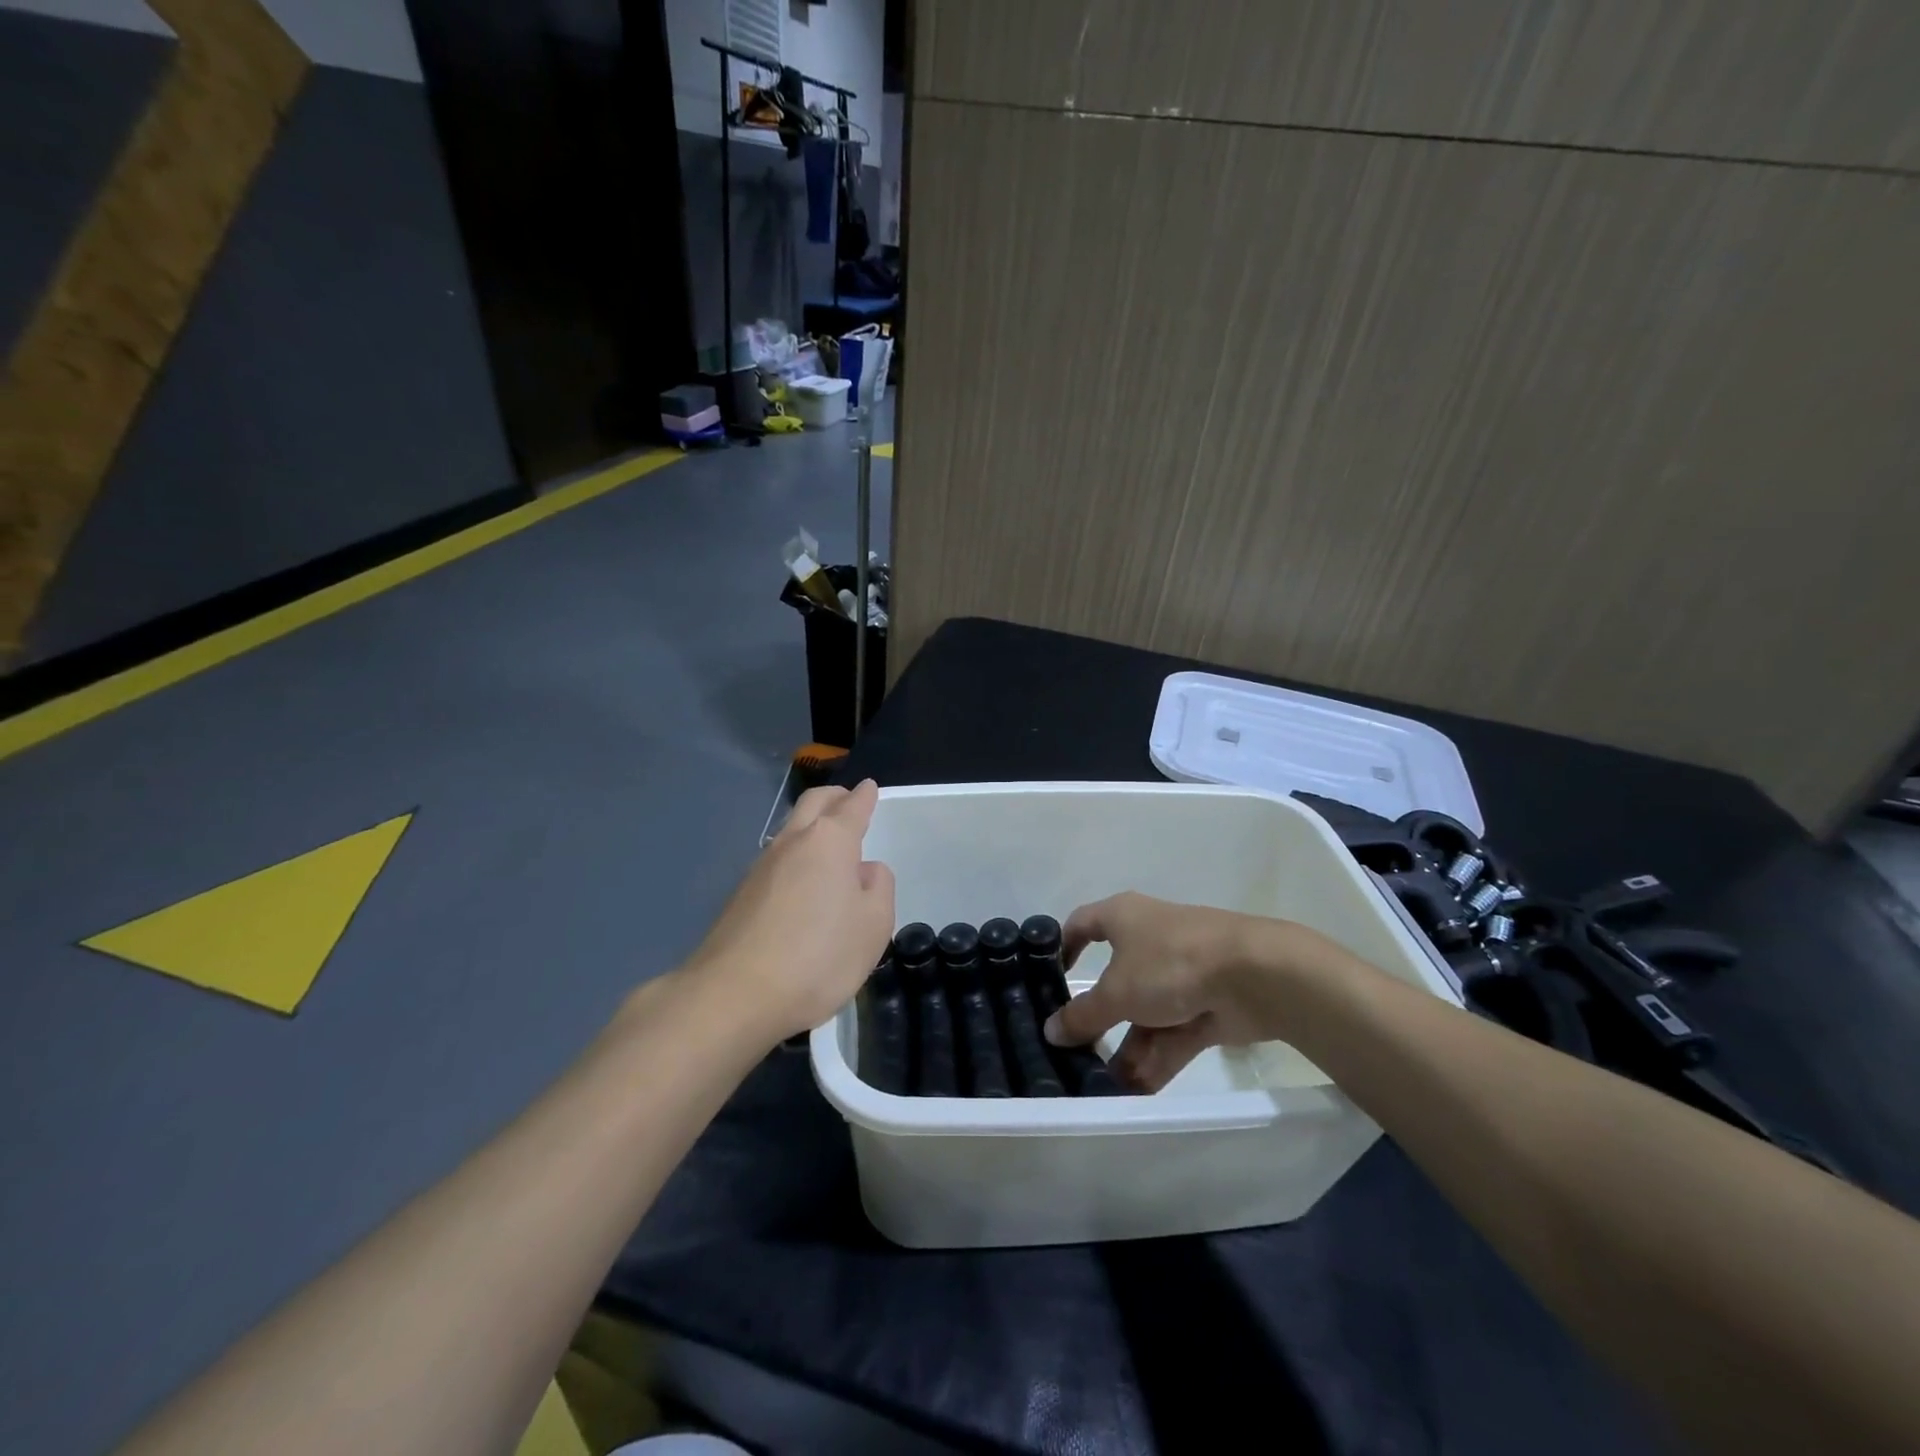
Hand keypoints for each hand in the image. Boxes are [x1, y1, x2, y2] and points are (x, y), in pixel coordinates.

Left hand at [686, 780, 895, 1045]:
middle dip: (835, 797)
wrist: (734, 995)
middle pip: (813, 803)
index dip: (865, 796)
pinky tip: (803, 880)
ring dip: (812, 825)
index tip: (870, 787)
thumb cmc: (818, 957)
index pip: (852, 807)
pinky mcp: (741, 895)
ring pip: (791, 829)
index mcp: (829, 841)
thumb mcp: (873, 926)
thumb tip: (864, 870)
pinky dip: (796, 855)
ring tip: (830, 841)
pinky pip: (777, 859)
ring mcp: (761, 867)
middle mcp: (792, 842)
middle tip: (850, 800)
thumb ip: (878, 888)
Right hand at [1043, 892, 1332, 1090]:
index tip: (1046, 979)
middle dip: (1097, 1019)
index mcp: (1123, 918)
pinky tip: (1135, 1094)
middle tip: (1073, 1051)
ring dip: (1127, 1049)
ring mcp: (1180, 974)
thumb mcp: (1117, 991)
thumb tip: (1051, 1030)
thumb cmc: (1170, 963)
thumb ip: (1083, 1015)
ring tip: (1102, 1088)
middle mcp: (1149, 940)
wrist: (1255, 975)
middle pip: (1114, 980)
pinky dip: (1156, 1059)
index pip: (1082, 925)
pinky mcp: (1206, 1005)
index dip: (1062, 947)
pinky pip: (1172, 1034)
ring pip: (1144, 1013)